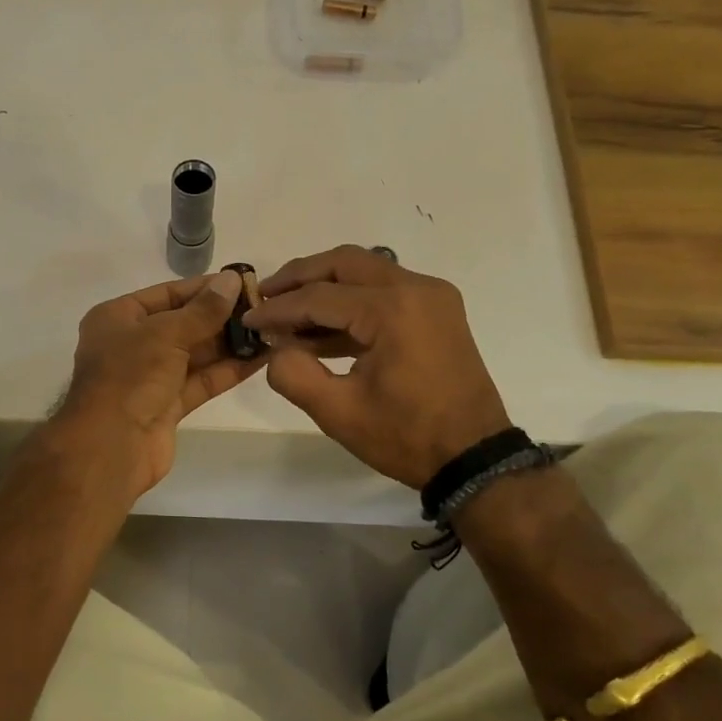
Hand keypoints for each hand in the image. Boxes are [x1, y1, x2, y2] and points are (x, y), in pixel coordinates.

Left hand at [53, 271, 263, 496]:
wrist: (110, 446)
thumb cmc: (130, 376)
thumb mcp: (166, 334)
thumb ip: (203, 310)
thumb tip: (232, 280)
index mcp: (118, 318)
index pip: (167, 294)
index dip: (204, 288)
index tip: (242, 282)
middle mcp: (132, 344)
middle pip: (183, 323)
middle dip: (221, 316)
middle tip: (263, 307)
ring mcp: (150, 376)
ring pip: (195, 354)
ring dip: (229, 343)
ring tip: (269, 330)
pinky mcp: (168, 405)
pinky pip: (201, 380)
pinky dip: (227, 370)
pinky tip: (260, 358)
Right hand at [243, 245, 510, 488]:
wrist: (474, 457)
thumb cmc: (406, 436)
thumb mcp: (338, 412)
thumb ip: (293, 374)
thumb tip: (275, 349)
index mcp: (392, 309)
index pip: (319, 297)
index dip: (278, 308)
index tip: (247, 320)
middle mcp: (416, 288)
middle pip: (344, 263)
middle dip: (299, 277)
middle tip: (264, 295)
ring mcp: (431, 296)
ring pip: (365, 271)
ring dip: (324, 287)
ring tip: (287, 311)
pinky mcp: (436, 311)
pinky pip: (383, 290)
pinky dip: (350, 302)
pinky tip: (320, 329)